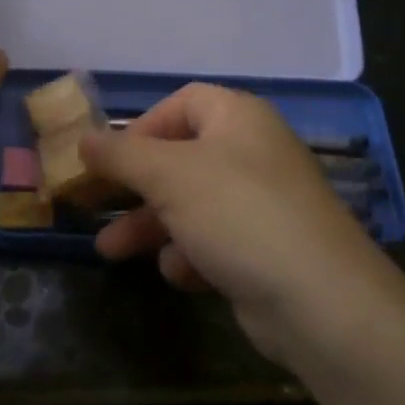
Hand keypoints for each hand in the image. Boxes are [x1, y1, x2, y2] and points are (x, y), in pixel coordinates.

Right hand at [80, 83, 381, 362]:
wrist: (320, 300)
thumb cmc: (237, 214)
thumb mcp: (168, 175)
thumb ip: (120, 154)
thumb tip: (84, 139)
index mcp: (238, 118)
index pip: (182, 103)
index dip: (141, 127)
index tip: (109, 158)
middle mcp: (253, 152)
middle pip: (180, 159)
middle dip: (135, 187)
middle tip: (93, 207)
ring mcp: (263, 203)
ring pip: (192, 205)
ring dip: (152, 226)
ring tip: (112, 252)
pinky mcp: (267, 248)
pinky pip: (217, 240)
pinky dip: (193, 255)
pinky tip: (184, 274)